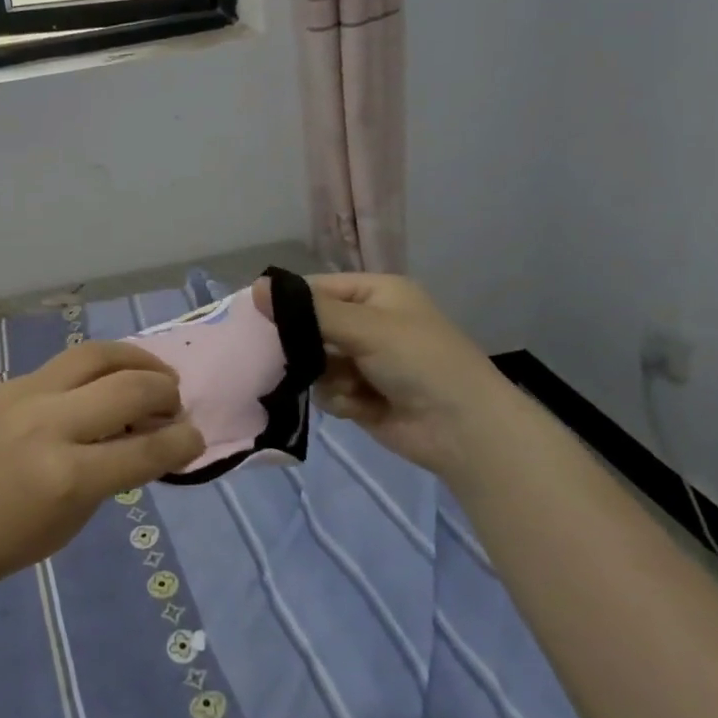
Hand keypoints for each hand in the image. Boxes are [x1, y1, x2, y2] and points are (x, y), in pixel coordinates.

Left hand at [0, 341, 205, 593]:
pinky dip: (98, 370)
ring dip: (136, 359)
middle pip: (128, 387)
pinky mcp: (9, 383)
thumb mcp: (74, 519)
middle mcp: (50, 425)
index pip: (147, 450)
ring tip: (153, 373)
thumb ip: (115, 473)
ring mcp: (25, 396)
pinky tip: (106, 383)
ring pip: (96, 354)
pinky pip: (65, 365)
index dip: (184, 442)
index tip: (196, 437)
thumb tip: (150, 435)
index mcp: (68, 476)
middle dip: (165, 391)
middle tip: (174, 402)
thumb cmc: (8, 540)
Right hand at [255, 272, 514, 476]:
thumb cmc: (420, 362)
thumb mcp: (366, 327)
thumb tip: (255, 287)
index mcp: (376, 293)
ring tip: (346, 385)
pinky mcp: (360, 395)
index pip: (316, 289)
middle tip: (287, 356)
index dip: (287, 302)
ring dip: (323, 375)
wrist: (464, 430)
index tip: (252, 317)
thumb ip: (309, 311)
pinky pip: (326, 389)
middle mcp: (368, 323)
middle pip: (311, 326)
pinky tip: (358, 405)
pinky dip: (338, 397)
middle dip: (303, 344)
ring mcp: (363, 361)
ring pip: (313, 361)